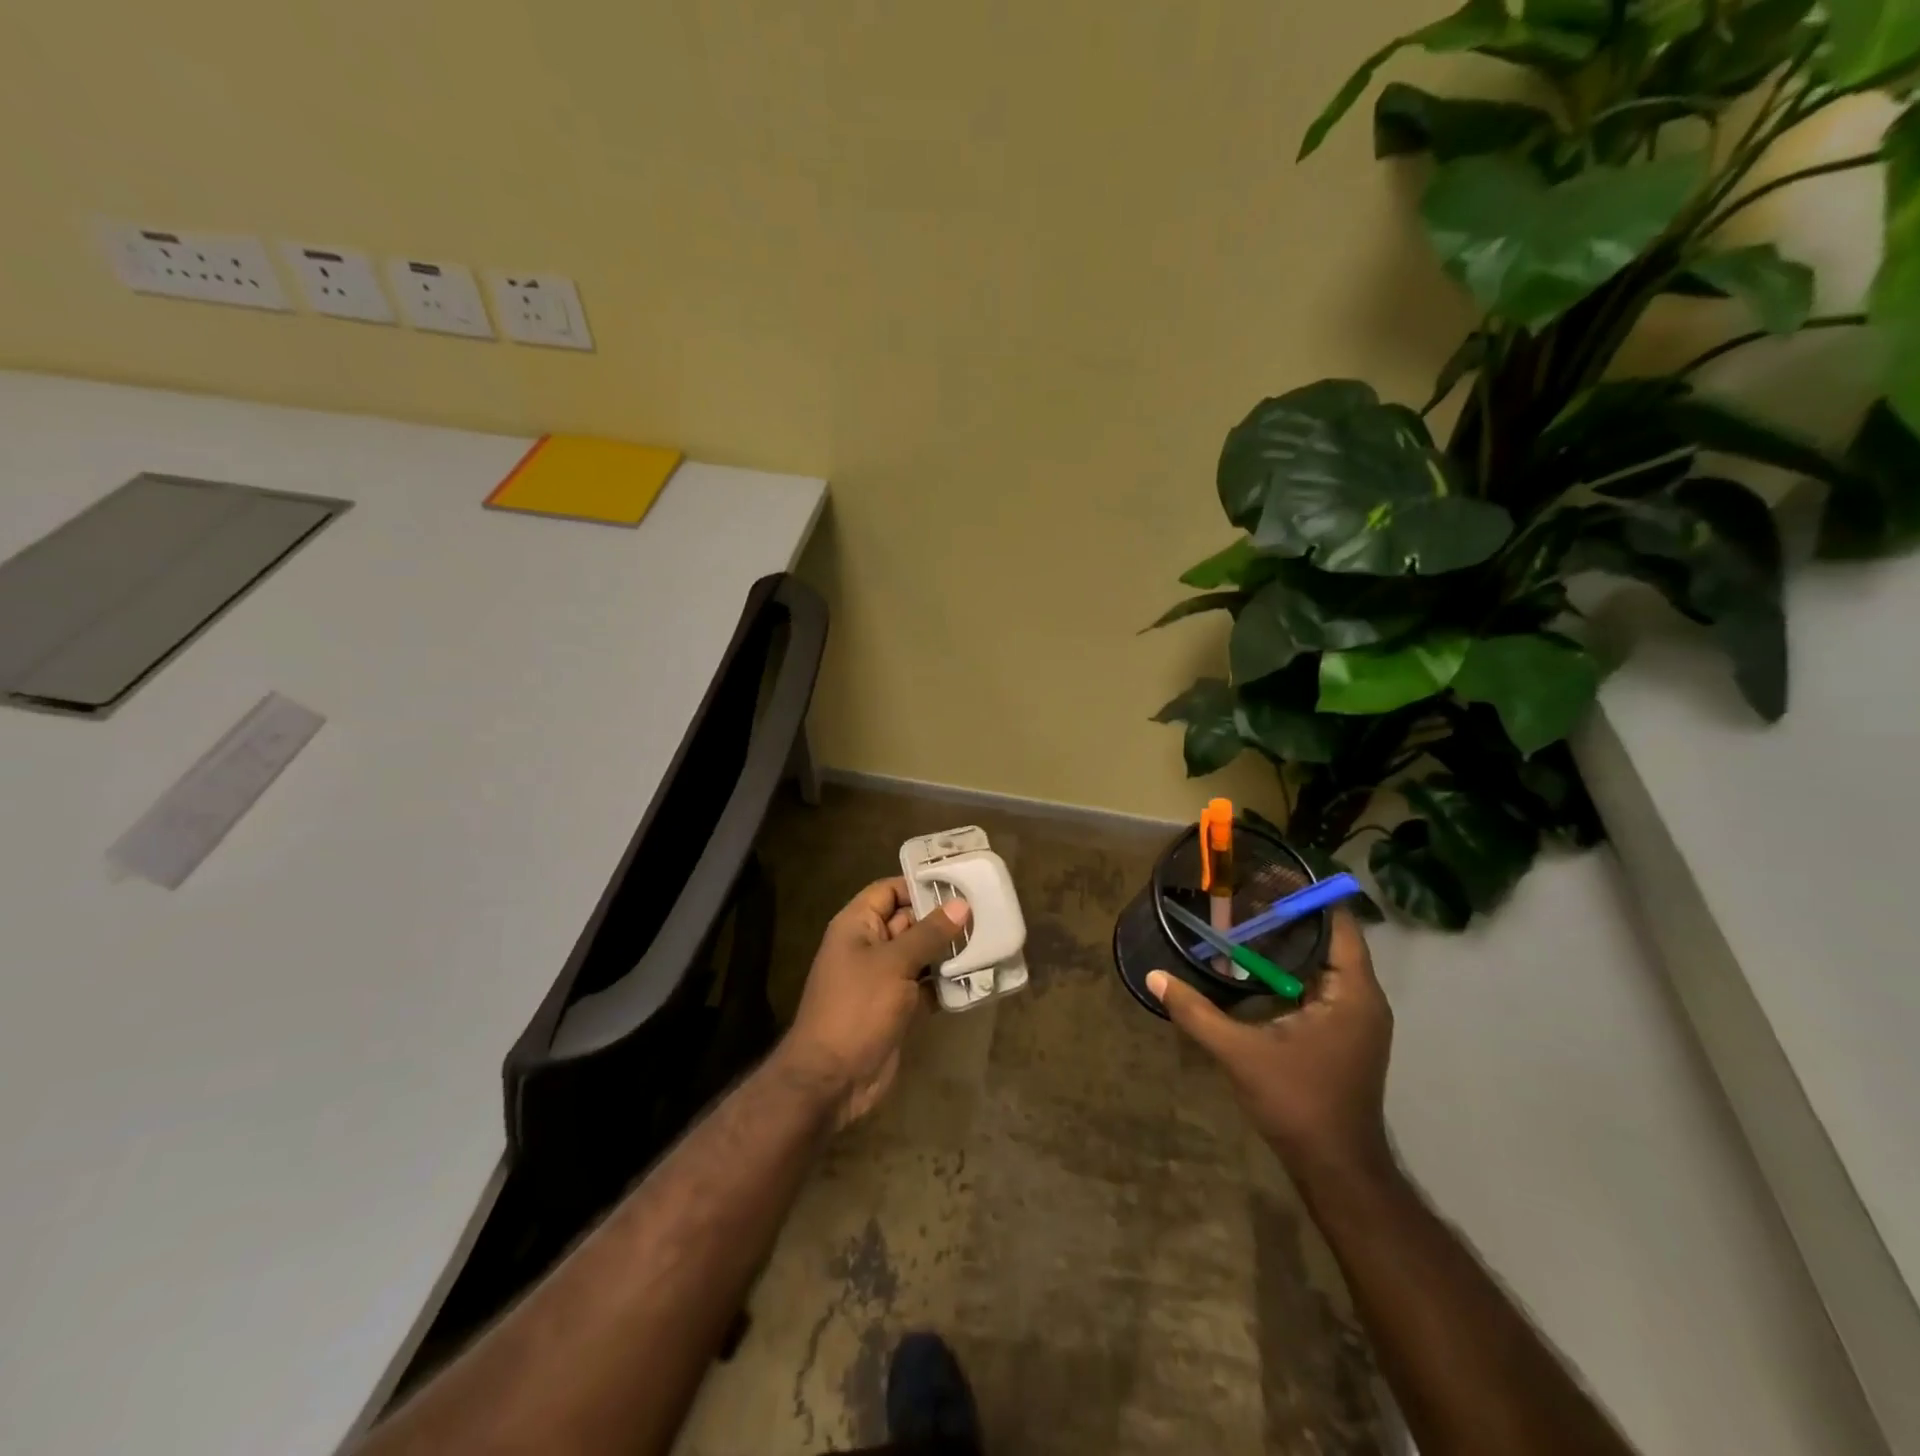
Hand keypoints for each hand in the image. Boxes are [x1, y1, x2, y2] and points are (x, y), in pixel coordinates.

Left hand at [779, 877, 970, 1128]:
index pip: (889, 891)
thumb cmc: (857, 1008)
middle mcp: (869, 946)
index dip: (919, 885)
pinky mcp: (897, 1008)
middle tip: (985, 913)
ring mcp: (883, 979)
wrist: (832, 1080)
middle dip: (943, 919)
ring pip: (921, 955)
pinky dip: (946, 983)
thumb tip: (961, 904)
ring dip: (949, 952)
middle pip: (909, 921)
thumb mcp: (894, 964)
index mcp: (857, 926)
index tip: (959, 884)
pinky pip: (925, 986)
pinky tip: (978, 978)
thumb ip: (929, 933)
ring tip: (989, 941)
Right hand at [1148, 909, 1393, 1189]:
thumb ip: (1196, 1012)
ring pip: (1325, 963)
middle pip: (1330, 938)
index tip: (1268, 875)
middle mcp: (1362, 999)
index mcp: (1351, 993)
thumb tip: (1154, 976)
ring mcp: (1356, 1019)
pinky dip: (1292, 969)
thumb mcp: (1240, 1053)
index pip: (1338, 924)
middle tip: (1244, 893)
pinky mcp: (1344, 1034)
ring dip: (1290, 943)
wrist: (1336, 1169)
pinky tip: (1255, 967)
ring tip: (1244, 919)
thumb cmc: (1298, 1103)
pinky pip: (1321, 984)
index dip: (1307, 896)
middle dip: (1290, 915)